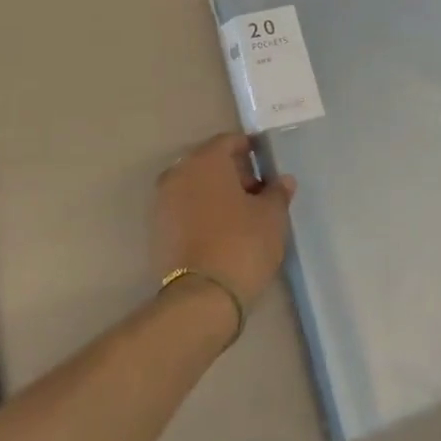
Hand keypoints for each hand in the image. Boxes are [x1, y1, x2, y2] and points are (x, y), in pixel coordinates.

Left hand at [152, 133, 295, 306]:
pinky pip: (185, 208)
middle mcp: (178, 173)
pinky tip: (222, 232)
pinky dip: (202, 212)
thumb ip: (277, 192)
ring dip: (217, 193)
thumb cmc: (242, 244)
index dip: (250, 150)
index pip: (229, 141)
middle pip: (210, 162)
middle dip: (234, 173)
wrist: (201, 299)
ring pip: (195, 186)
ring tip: (242, 216)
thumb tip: (282, 180)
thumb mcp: (271, 216)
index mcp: (205, 160)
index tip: (267, 166)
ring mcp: (163, 202)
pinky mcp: (158, 230)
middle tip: (258, 193)